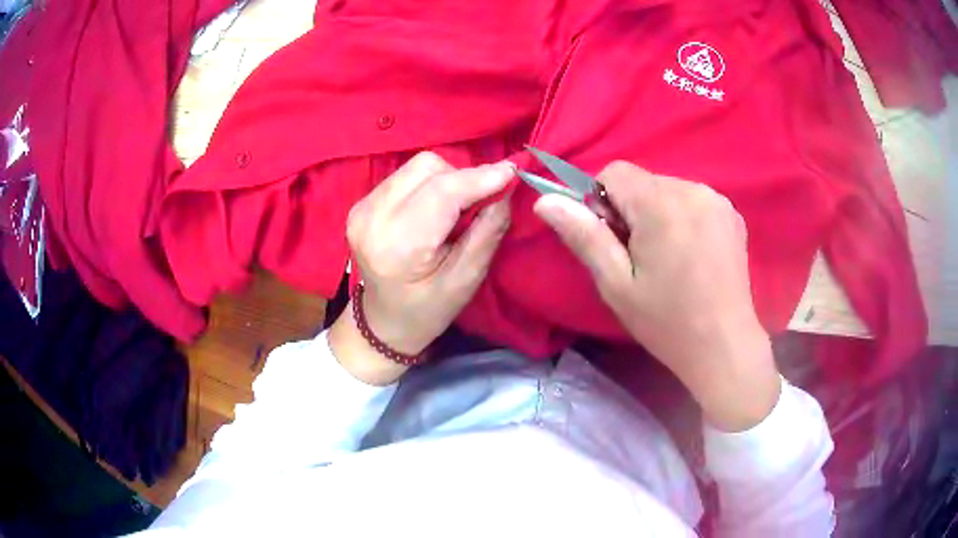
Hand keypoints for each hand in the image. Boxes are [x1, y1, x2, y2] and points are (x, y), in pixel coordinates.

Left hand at [329, 152, 512, 384]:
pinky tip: (433, 210)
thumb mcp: (465, 280)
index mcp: (396, 245)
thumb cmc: (428, 310)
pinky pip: (405, 175)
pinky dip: (429, 184)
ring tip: (455, 210)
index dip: (480, 177)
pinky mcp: (361, 203)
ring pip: (417, 166)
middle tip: (479, 203)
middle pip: (428, 168)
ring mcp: (361, 208)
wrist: (383, 321)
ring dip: (446, 179)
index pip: (442, 192)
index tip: (512, 171)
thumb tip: (505, 189)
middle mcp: (371, 218)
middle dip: (462, 178)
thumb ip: (486, 232)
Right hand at [534, 161, 779, 430]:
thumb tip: (545, 200)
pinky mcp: (731, 213)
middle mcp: (692, 189)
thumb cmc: (667, 322)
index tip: (612, 241)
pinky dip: (681, 217)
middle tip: (639, 258)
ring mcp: (717, 200)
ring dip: (656, 214)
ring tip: (667, 259)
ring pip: (666, 189)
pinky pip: (692, 200)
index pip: (614, 173)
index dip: (601, 202)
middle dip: (631, 210)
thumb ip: (583, 236)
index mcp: (661, 205)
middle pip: (642, 182)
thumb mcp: (616, 285)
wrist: (724, 346)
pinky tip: (691, 255)